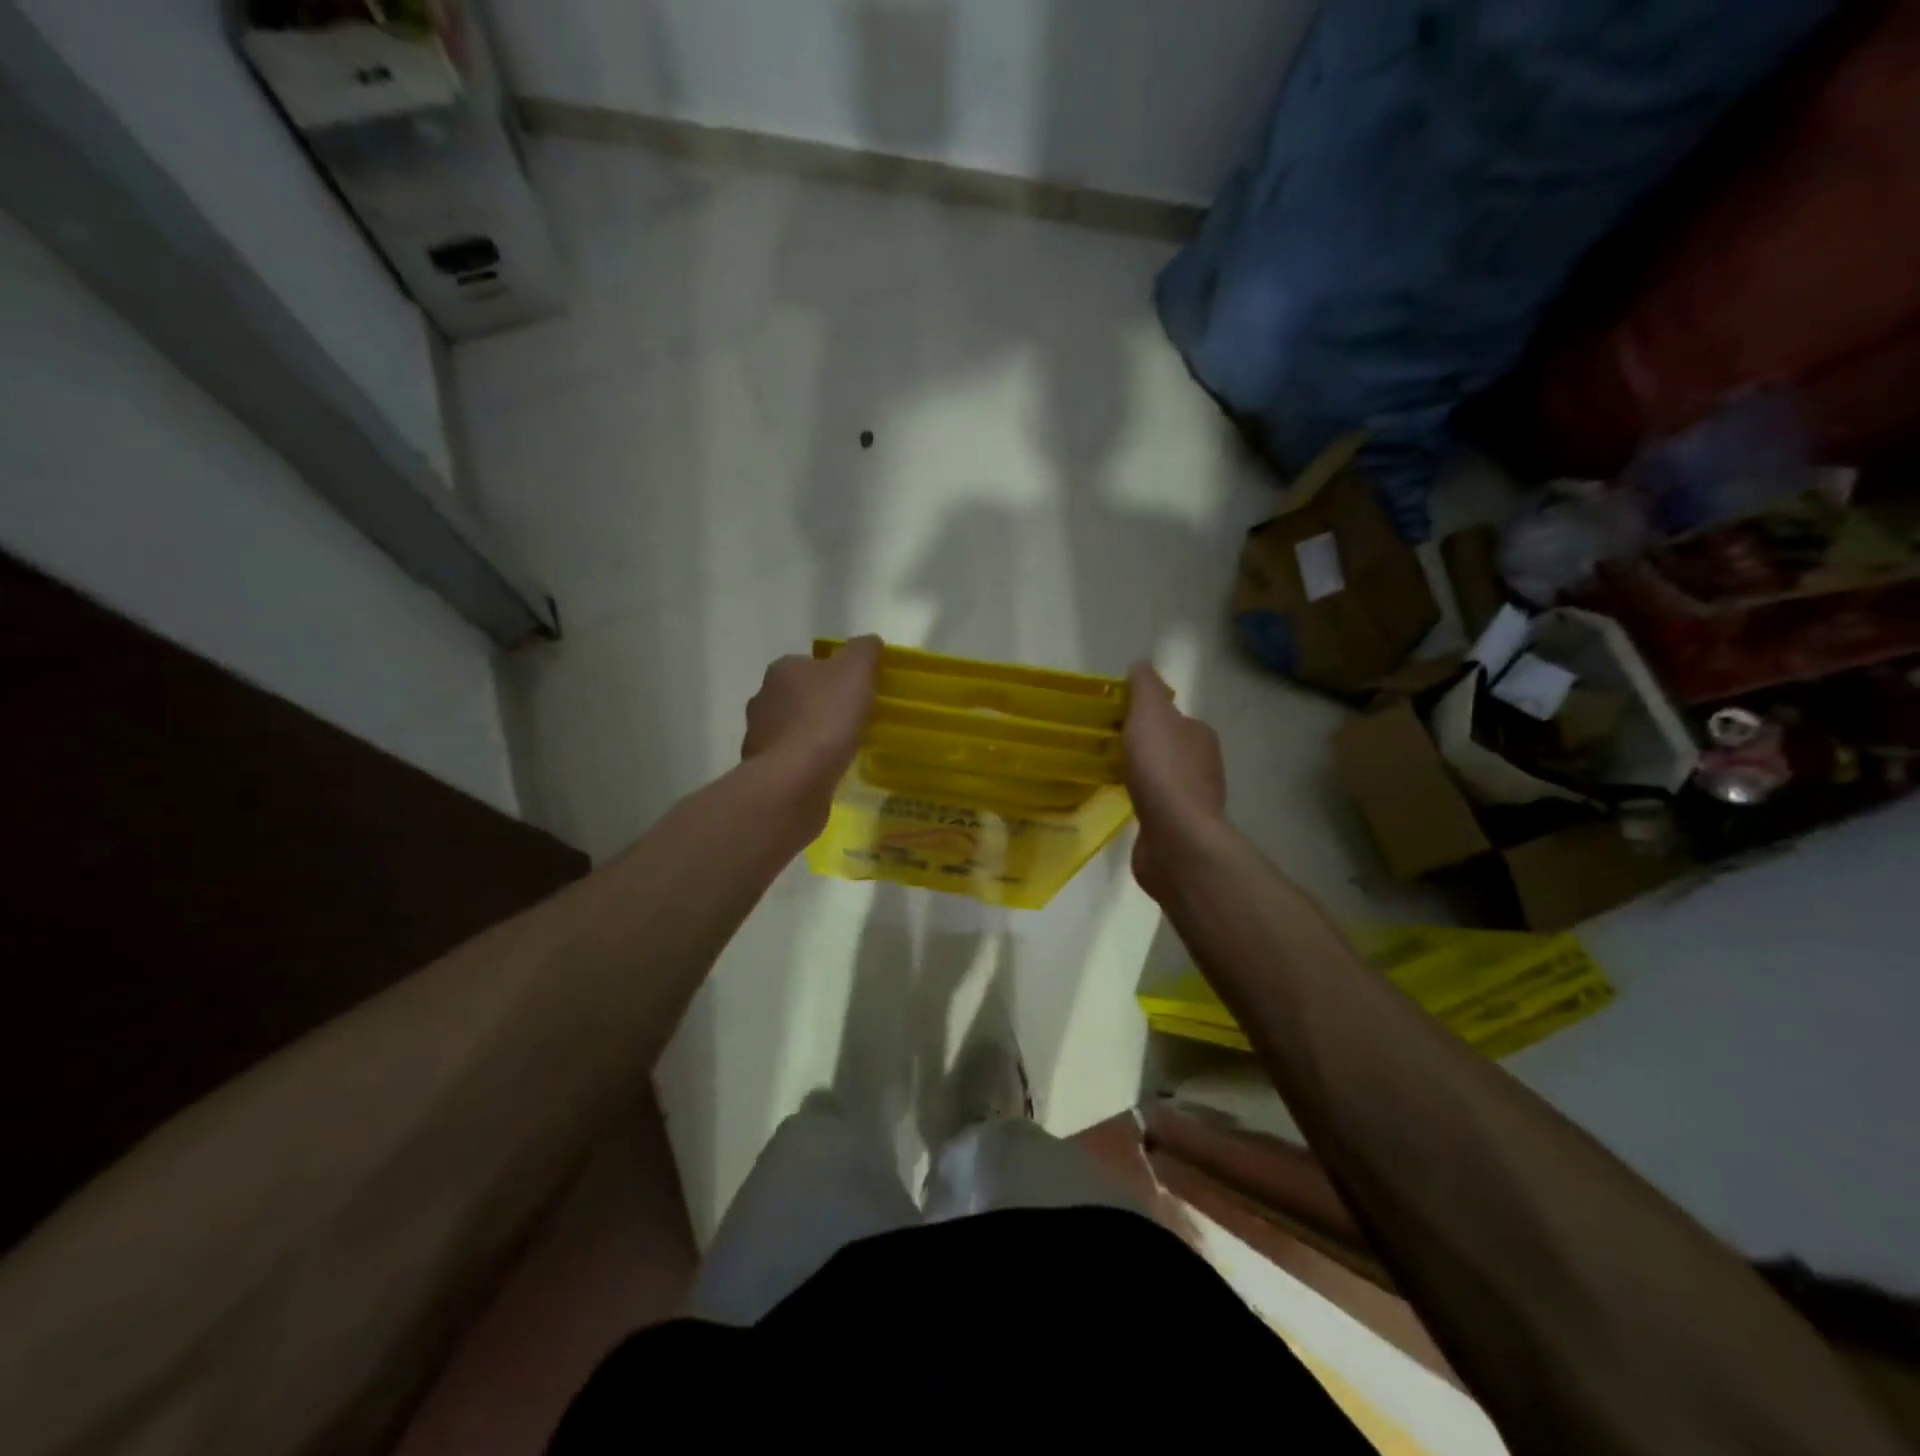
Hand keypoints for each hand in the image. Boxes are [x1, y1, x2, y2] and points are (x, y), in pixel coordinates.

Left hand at [743, 636, 881, 816]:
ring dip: (809, 736)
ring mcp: (757, 735)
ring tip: (838, 750)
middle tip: (850, 721)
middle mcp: (762, 697)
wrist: (795, 779)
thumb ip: (864, 651)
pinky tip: (822, 772)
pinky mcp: (760, 769)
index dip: (835, 676)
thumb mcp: (856, 671)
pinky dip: (803, 762)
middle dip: (820, 706)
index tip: (856, 693)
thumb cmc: (827, 718)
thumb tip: (868, 642)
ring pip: (790, 729)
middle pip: (798, 696)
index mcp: (782, 670)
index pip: (811, 664)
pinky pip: (787, 759)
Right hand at [1123, 662, 1226, 903]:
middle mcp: (1202, 765)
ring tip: (1106, 775)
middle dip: (1140, 745)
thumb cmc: (1162, 771)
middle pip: (1166, 747)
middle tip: (1103, 746)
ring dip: (1139, 775)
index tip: (1112, 719)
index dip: (1143, 715)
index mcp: (1199, 735)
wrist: (1176, 838)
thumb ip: (1145, 688)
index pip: (1171, 717)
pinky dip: (1139, 801)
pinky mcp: (1177, 828)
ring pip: (1160, 778)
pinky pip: (1154, 806)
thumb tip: (1141, 664)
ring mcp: (1192, 800)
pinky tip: (1120, 803)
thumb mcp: (1149, 715)